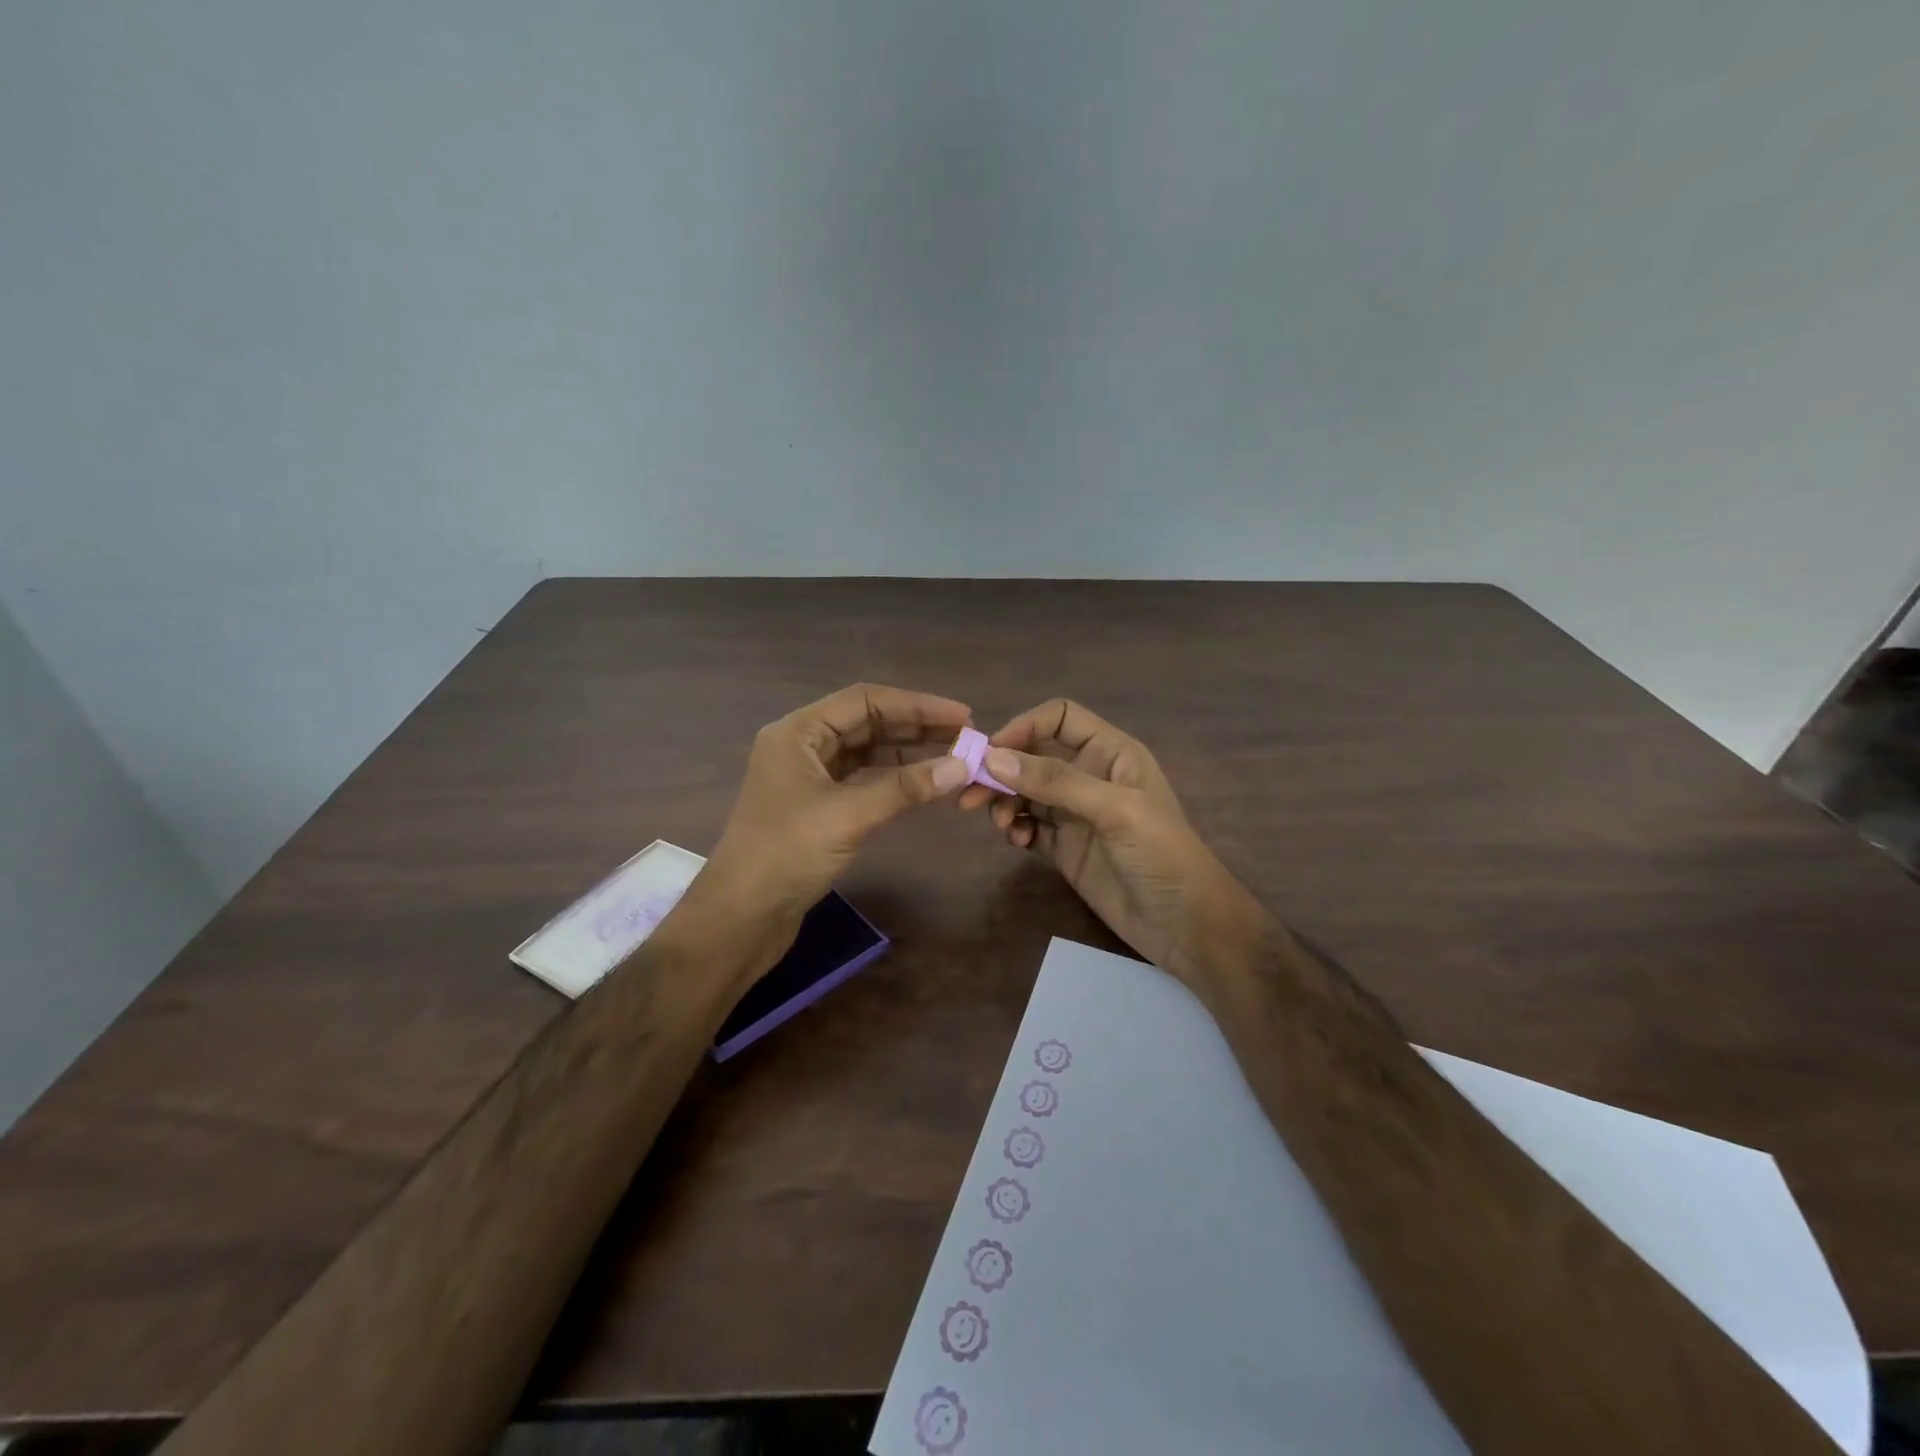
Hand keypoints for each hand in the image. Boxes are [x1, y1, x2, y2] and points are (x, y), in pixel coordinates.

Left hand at [698, 684, 973, 945]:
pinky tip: (923, 784)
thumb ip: (905, 788)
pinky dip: (893, 779)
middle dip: (916, 726)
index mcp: (798, 732)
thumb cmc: (786, 855)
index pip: (865, 701)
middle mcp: (802, 746)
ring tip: (953, 756)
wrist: (740, 918)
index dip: (917, 705)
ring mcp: (809, 777)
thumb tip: (962, 766)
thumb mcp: (848, 816)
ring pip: (866, 752)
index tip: (962, 715)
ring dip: (908, 752)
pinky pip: (862, 779)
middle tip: (965, 735)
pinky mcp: (817, 807)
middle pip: (867, 722)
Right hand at [958, 699, 1262, 977]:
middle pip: (1034, 756)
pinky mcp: (1066, 848)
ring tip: (1003, 826)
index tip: (991, 753)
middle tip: (970, 796)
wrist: (1186, 926)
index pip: (1060, 718)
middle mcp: (1090, 777)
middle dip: (1002, 771)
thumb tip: (993, 758)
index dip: (1024, 727)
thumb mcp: (1115, 810)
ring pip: (1026, 793)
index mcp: (1111, 753)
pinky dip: (1016, 829)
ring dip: (1005, 802)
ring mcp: (1076, 814)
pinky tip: (1017, 841)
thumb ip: (1056, 782)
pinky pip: (1029, 827)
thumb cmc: (1162, 855)